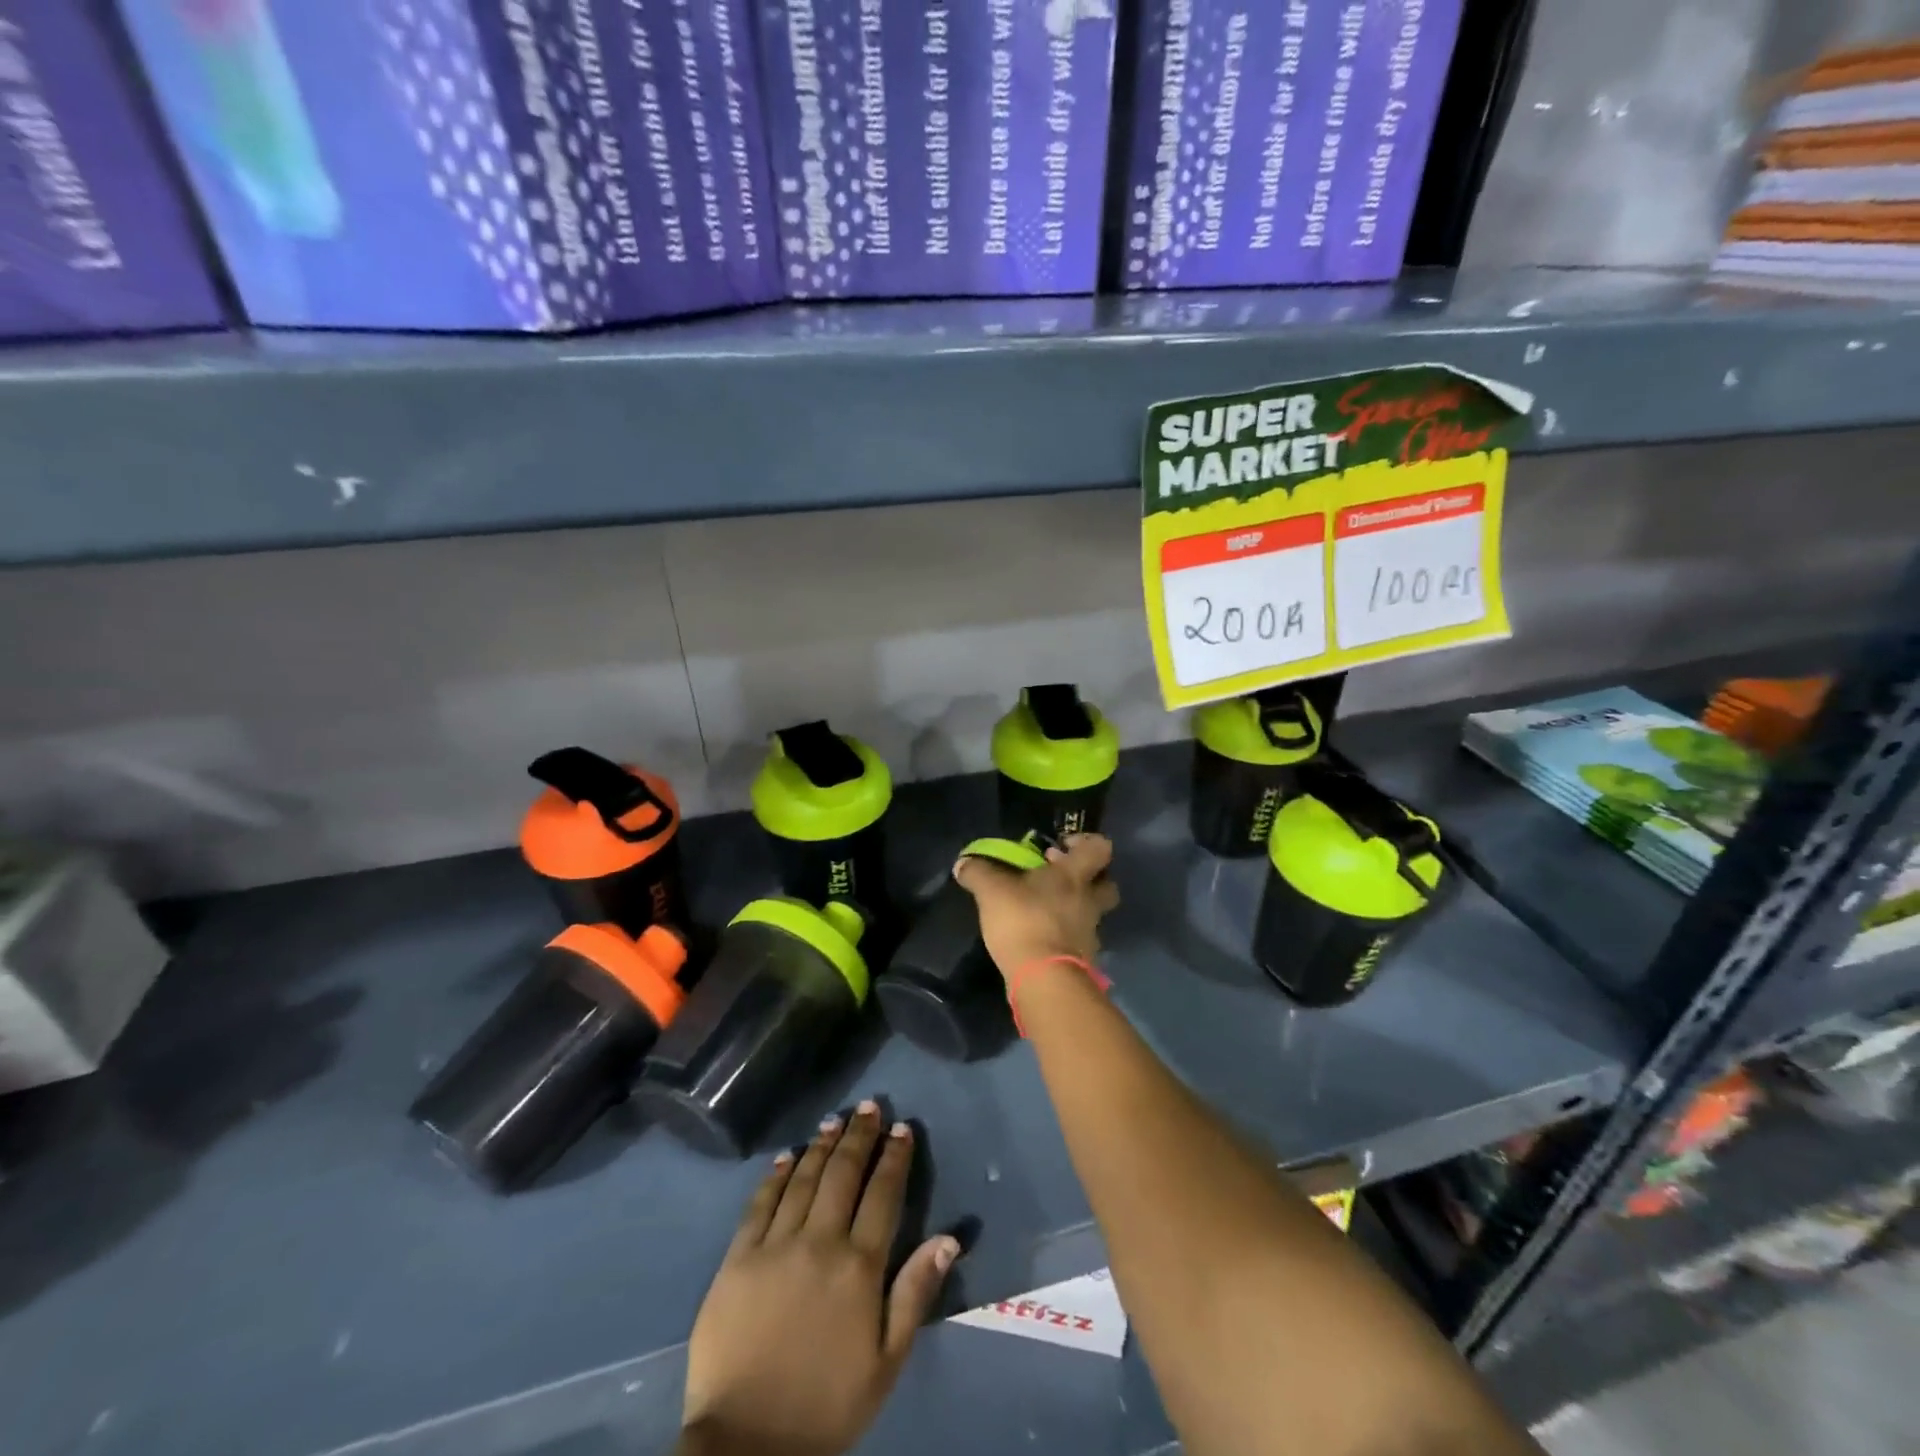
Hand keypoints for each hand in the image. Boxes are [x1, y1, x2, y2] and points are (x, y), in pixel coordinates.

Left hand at [680, 1101, 960, 1455]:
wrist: (746, 1446)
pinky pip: (760, 1203)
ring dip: (821, 1145)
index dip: (894, 1158)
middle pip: (843, 1174)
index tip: (902, 1129)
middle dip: (859, 1136)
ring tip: (834, 1121)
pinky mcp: (737, 1258)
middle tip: (870, 1107)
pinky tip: (787, 1155)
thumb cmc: (827, 1405)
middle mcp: (819, 1242)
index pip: (883, 1194)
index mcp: (859, 1267)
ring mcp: (775, 1246)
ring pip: (803, 1179)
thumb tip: (948, 1237)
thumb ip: (915, 1294)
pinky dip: (776, 1174)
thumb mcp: (886, 1362)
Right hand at [953, 832, 1119, 983]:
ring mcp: (1090, 933)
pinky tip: (1041, 939)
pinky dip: (1064, 938)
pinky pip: (1078, 941)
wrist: (1045, 980)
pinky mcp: (1084, 961)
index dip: (1087, 842)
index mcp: (1074, 875)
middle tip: (1059, 879)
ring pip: (1092, 914)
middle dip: (1089, 879)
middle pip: (1107, 884)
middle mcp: (1090, 901)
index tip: (1062, 846)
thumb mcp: (991, 891)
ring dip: (1074, 910)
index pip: (1100, 848)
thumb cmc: (1024, 920)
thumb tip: (964, 862)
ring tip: (1044, 912)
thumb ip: (978, 872)